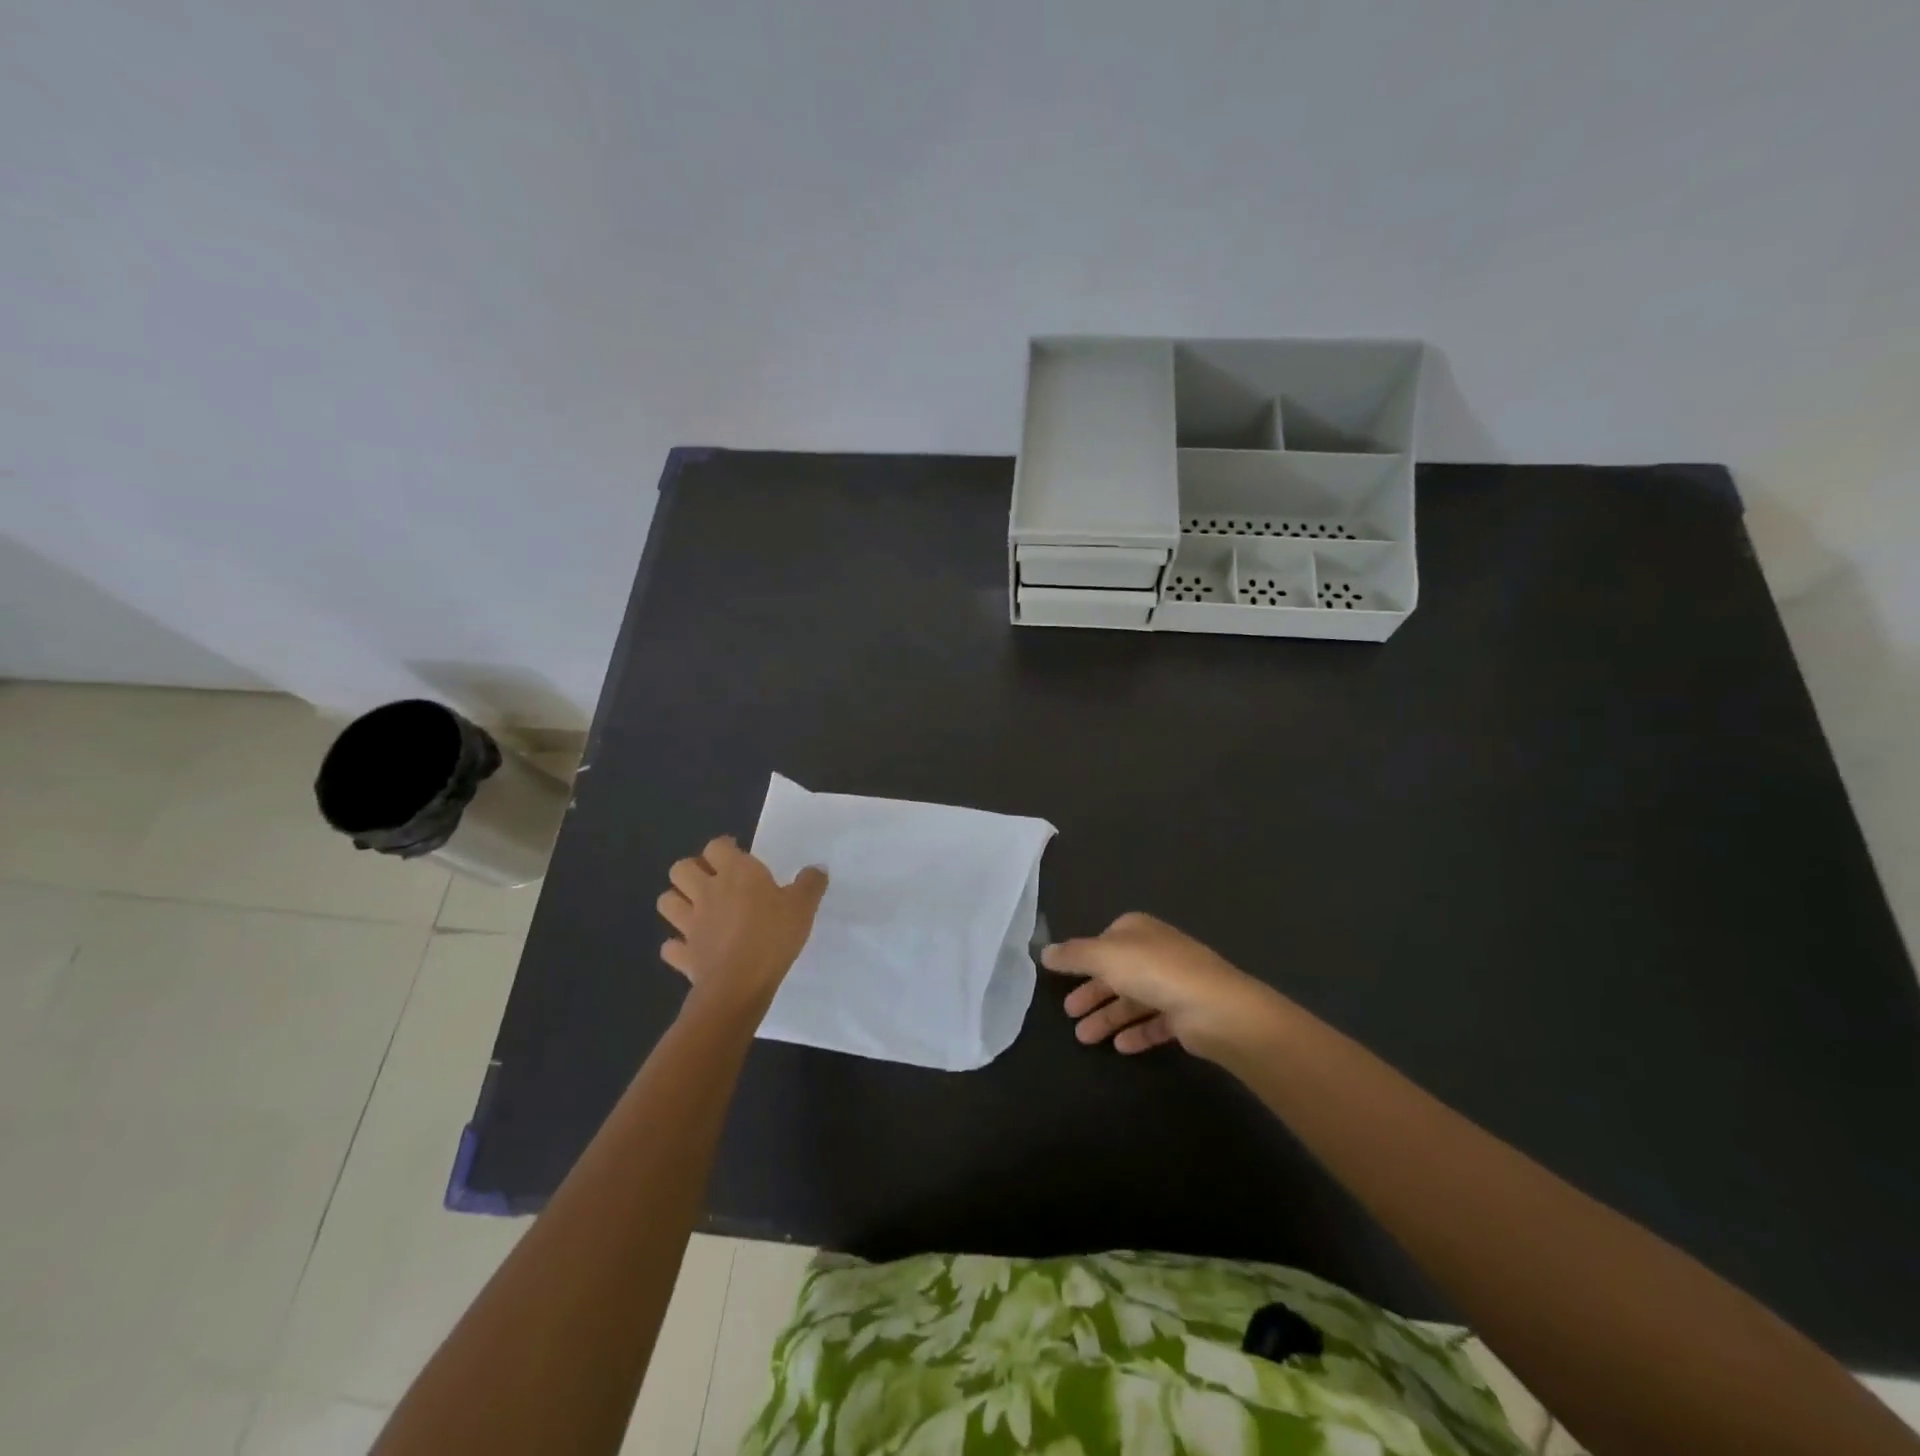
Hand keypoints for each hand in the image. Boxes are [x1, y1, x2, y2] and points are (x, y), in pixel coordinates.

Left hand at [656, 837, 826, 1015]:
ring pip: (667, 901)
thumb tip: (817, 868)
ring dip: (678, 901)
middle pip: (681, 868)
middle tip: (712, 880)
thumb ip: (810, 883)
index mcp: (736, 873)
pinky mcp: (684, 955)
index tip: (737, 855)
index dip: (724, 848)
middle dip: (692, 870)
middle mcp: (707, 892)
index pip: (716, 846)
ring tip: (696, 908)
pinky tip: (692, 948)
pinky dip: (677, 945)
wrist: (740, 984)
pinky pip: (670, 946)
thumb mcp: (803, 906)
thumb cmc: (773, 936)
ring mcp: (690, 924)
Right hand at [1042, 912, 1288, 1059]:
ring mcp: (1173, 984)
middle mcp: (1156, 952)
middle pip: (1116, 973)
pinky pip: (1154, 1023)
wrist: (1215, 1009)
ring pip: (1132, 1000)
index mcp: (1138, 930)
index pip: (1105, 941)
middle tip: (1068, 1013)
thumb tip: (1044, 951)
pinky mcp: (1186, 1015)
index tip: (1064, 977)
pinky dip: (1136, 1033)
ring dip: (1108, 1018)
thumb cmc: (1154, 972)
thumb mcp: (1104, 957)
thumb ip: (1073, 955)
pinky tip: (1120, 1047)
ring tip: (1084, 1039)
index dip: (1085, 958)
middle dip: (1092, 993)